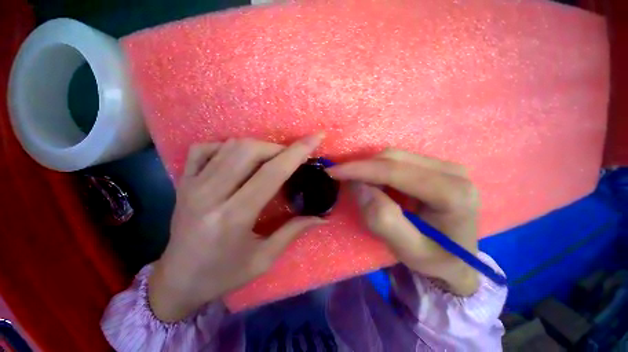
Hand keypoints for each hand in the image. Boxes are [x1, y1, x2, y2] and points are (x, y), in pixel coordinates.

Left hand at [149, 134, 326, 321]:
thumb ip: (293, 231)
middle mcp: (210, 195)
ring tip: (271, 158)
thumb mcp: (263, 259)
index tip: (315, 138)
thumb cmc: (223, 275)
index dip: (297, 152)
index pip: (272, 173)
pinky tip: (238, 158)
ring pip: (230, 146)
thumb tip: (322, 217)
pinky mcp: (183, 182)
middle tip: (291, 158)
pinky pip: (204, 148)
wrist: (177, 280)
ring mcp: (192, 185)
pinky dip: (227, 146)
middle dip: (278, 148)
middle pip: (250, 151)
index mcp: (234, 217)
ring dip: (258, 146)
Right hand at [328, 149, 479, 295]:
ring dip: (370, 170)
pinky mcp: (435, 167)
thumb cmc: (435, 259)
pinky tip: (376, 186)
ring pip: (394, 157)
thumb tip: (361, 187)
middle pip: (394, 158)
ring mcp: (445, 166)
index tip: (333, 171)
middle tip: (345, 183)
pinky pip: (398, 161)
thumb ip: (384, 221)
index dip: (360, 169)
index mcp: (453, 194)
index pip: (395, 171)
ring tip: (362, 189)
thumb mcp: (408, 250)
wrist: (458, 259)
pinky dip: (379, 171)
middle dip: (363, 169)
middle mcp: (452, 172)